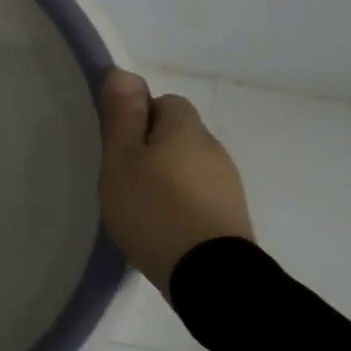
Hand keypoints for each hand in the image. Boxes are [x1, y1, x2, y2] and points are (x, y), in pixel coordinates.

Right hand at [98, 68, 254, 293]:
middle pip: (177, 134)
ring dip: (167, 176)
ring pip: (188, 165)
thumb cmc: (154, 208)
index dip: (139, 117)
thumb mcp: (122, 158)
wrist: (210, 277)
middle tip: (124, 175)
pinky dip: (181, 202)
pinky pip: (199, 194)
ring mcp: (228, 184)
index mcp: (186, 129)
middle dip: (151, 148)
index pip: (164, 102)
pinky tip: (162, 224)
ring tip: (140, 204)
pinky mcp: (231, 216)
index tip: (119, 145)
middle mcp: (213, 149)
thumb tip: (123, 72)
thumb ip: (123, 114)